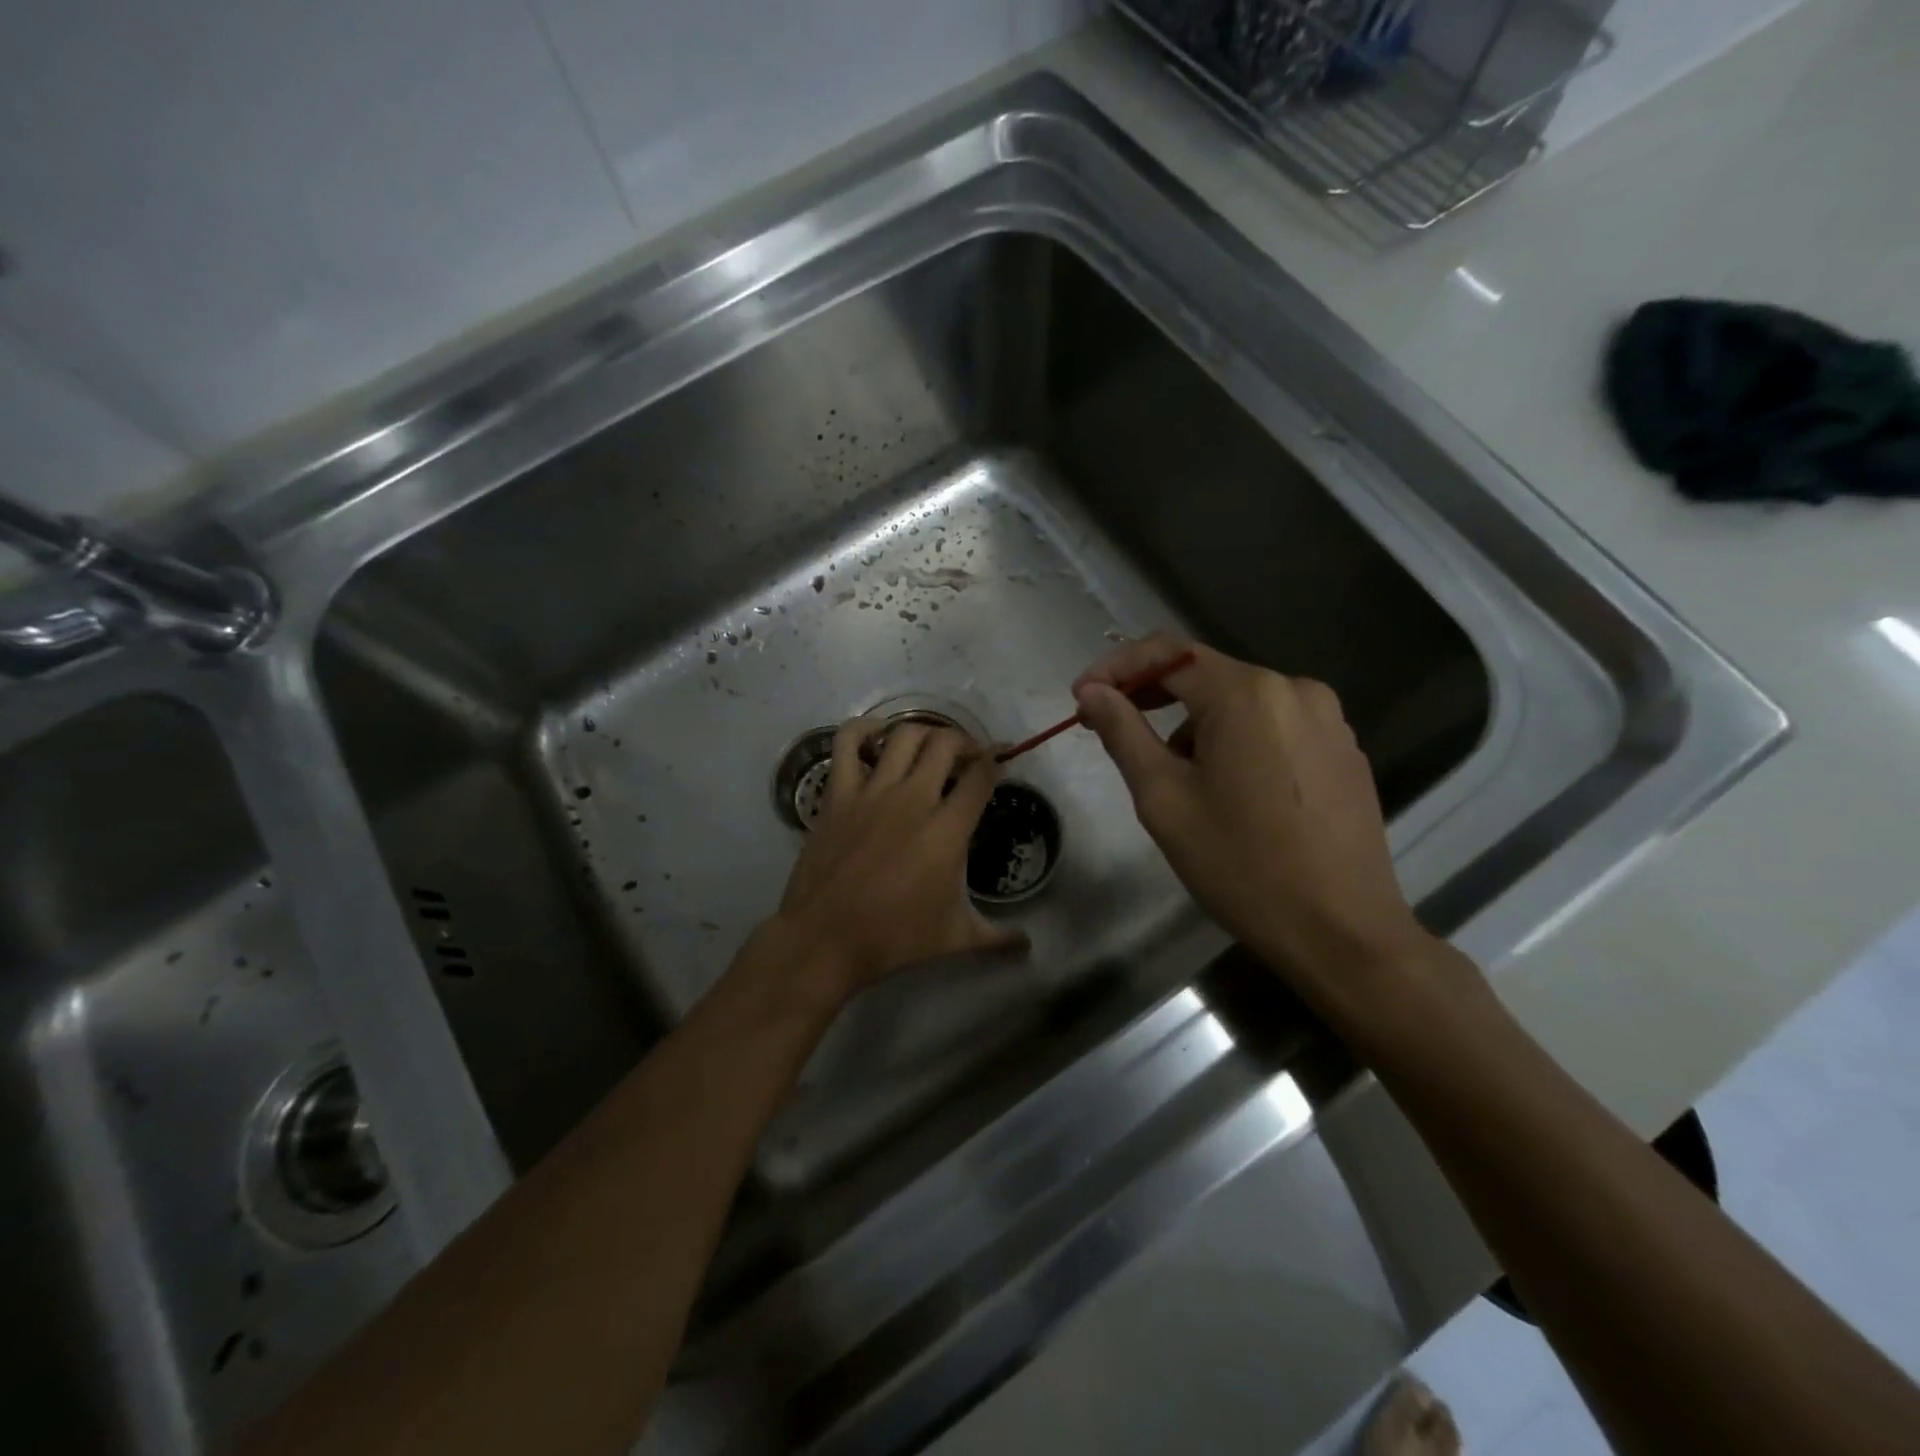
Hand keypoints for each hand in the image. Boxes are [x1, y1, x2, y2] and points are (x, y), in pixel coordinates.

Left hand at [767, 720, 1023, 1005]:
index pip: (981, 775)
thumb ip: (998, 937)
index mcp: (947, 829)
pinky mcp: (838, 794)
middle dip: (964, 741)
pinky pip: (847, 744)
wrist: (826, 938)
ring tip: (931, 745)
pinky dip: (863, 729)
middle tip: (968, 755)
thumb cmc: (895, 937)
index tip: (1002, 759)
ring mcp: (872, 791)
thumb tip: (1029, 945)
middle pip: (946, 744)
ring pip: (904, 735)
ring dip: (924, 732)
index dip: (997, 759)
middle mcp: (913, 798)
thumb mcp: (955, 938)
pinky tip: (876, 733)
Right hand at [1073, 633, 1431, 1006]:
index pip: (1168, 654)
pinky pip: (1274, 726)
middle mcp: (1295, 689)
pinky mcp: (1344, 750)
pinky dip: (1236, 740)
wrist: (1341, 932)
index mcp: (1247, 694)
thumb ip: (1123, 733)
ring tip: (1175, 778)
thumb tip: (1093, 692)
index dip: (1117, 669)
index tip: (1082, 698)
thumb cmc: (1240, 865)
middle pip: (1206, 675)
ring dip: (1195, 724)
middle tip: (1110, 726)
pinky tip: (1228, 789)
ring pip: (1240, 703)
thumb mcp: (1163, 799)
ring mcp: (1328, 719)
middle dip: (1152, 696)